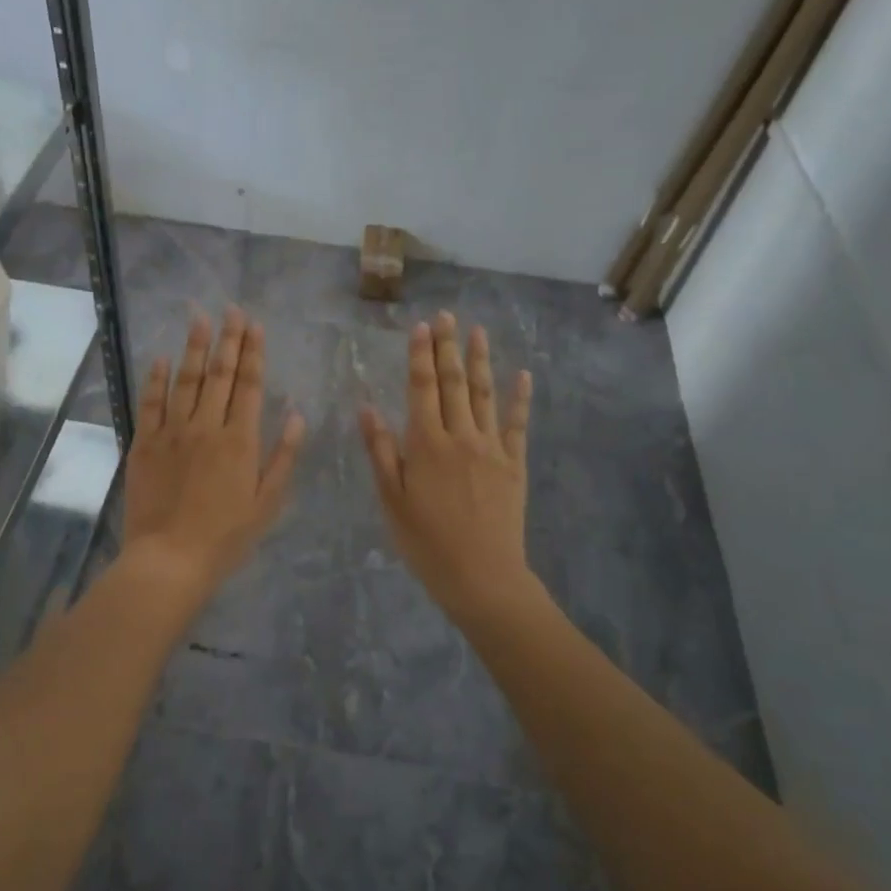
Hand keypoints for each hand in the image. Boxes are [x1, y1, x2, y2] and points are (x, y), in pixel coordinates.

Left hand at [123, 306, 305, 597]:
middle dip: (227, 339)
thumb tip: (296, 414)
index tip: (255, 325)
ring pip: (186, 380)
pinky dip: (157, 378)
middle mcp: (207, 426)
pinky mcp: (145, 444)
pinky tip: (162, 358)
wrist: (170, 560)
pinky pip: (151, 403)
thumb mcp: (267, 502)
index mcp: (240, 440)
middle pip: (220, 374)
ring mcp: (172, 432)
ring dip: (194, 347)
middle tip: (231, 309)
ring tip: (199, 318)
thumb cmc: (226, 537)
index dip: (253, 352)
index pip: (250, 385)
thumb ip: (283, 456)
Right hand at [360, 313, 533, 621]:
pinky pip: (517, 424)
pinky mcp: (514, 464)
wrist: (482, 575)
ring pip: (484, 395)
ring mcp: (491, 448)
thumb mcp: (392, 500)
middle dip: (448, 347)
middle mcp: (460, 436)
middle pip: (454, 383)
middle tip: (447, 315)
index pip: (422, 388)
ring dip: (480, 361)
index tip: (421, 327)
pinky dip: (519, 398)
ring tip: (477, 331)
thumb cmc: (427, 542)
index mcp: (426, 444)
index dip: (420, 356)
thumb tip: (367, 408)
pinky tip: (522, 376)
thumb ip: (381, 452)